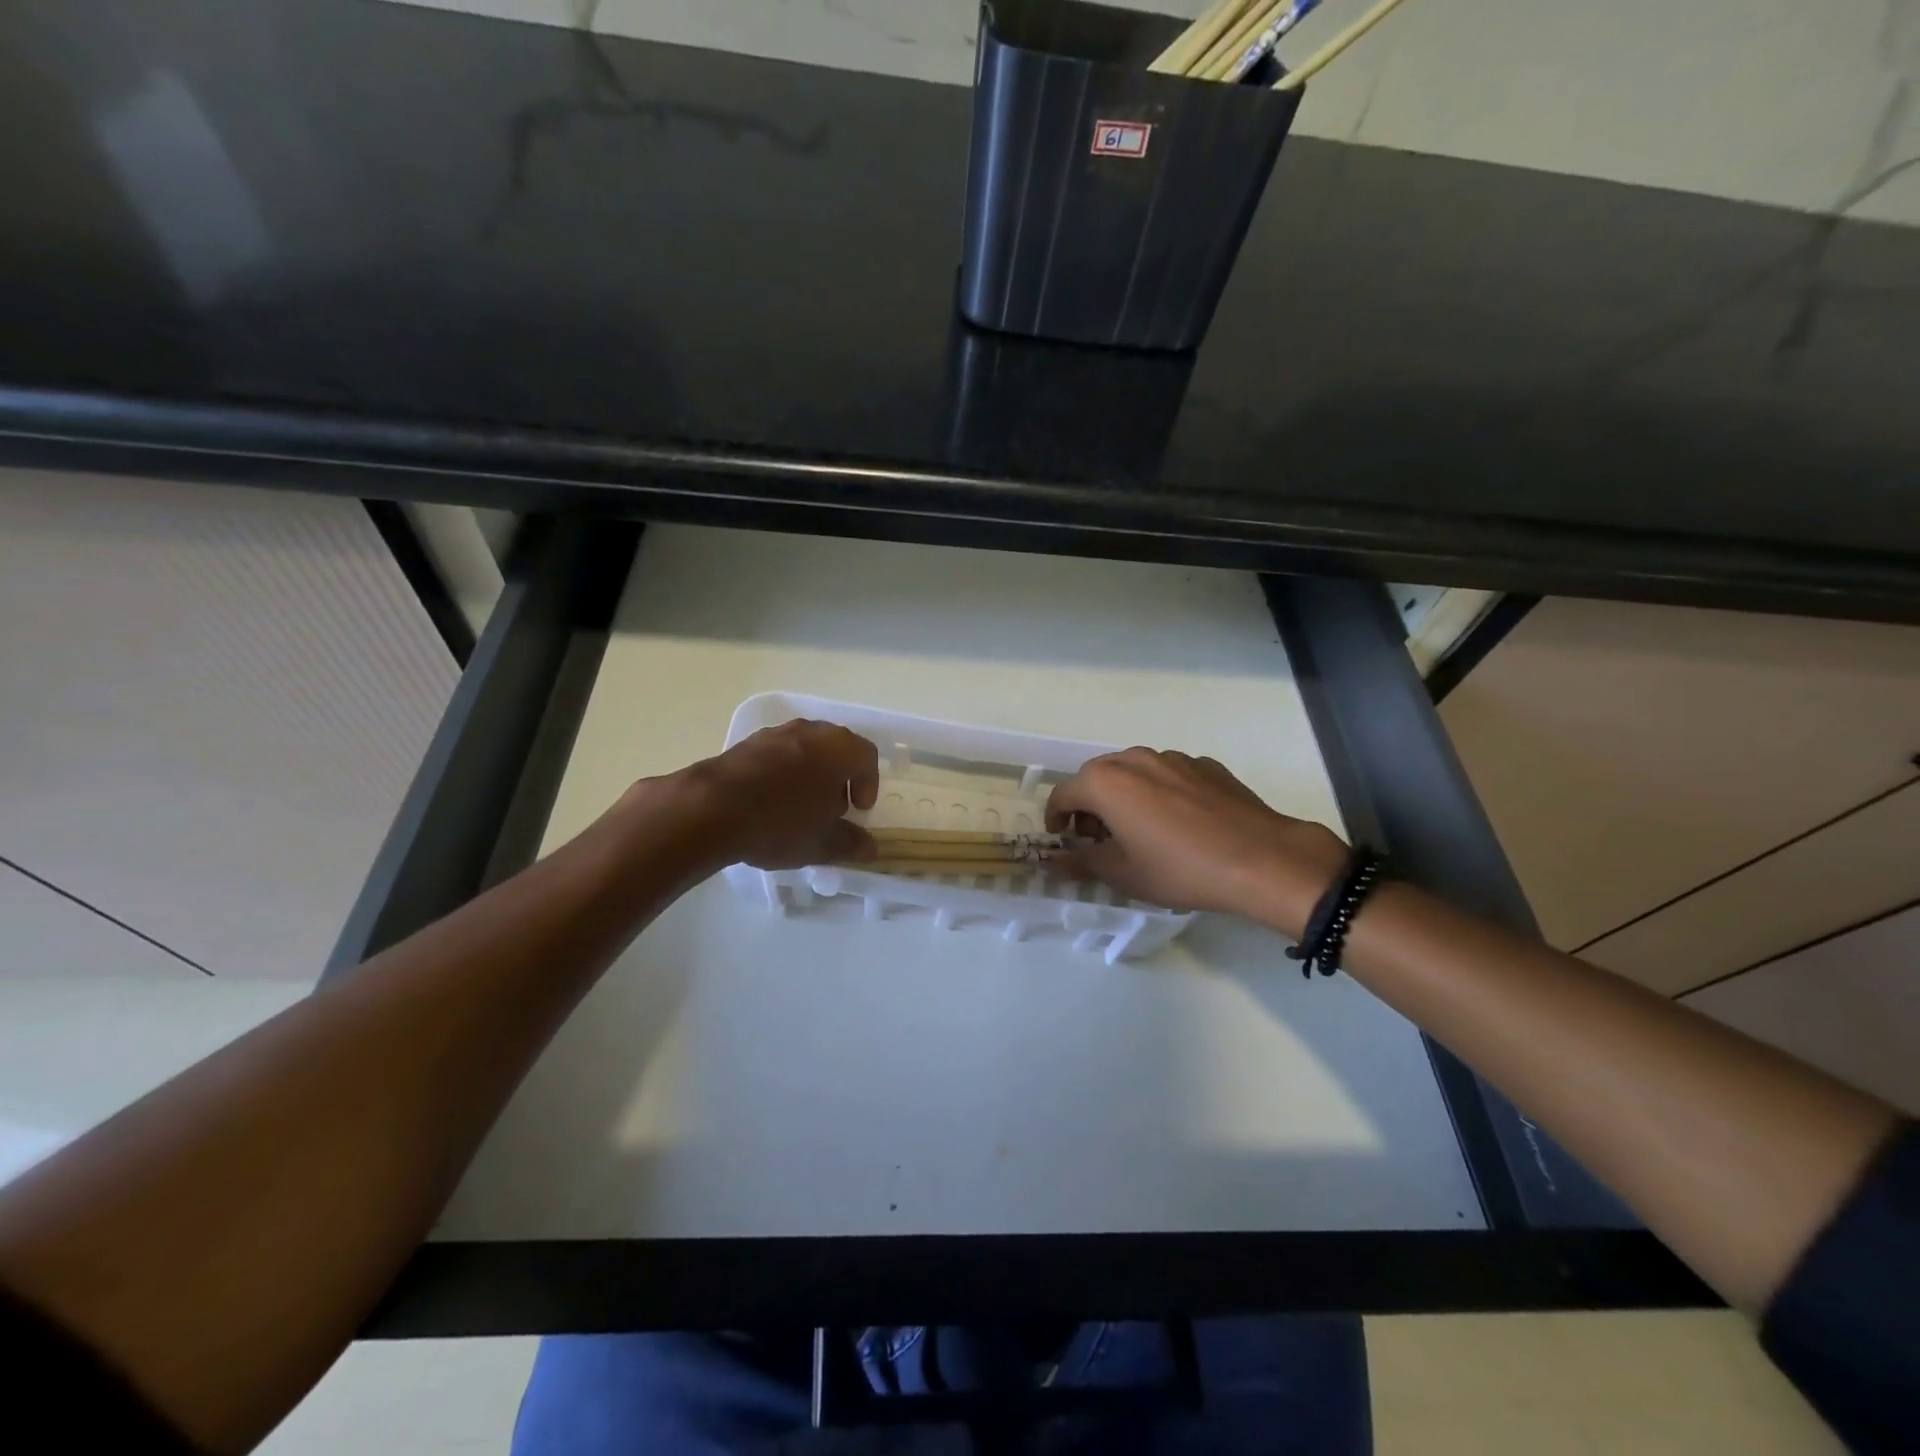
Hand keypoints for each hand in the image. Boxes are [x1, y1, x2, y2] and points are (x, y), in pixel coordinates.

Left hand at [618, 720, 879, 873]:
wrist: (709, 810)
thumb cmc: (780, 822)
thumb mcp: (822, 843)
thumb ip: (851, 844)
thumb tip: (869, 848)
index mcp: (838, 747)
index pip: (867, 757)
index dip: (869, 784)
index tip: (858, 811)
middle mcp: (810, 731)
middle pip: (837, 749)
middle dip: (840, 779)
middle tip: (833, 810)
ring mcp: (775, 733)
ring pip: (805, 751)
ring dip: (811, 775)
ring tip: (800, 809)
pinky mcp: (745, 744)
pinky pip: (777, 756)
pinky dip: (783, 774)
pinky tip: (770, 804)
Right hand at [1045, 748, 1347, 933]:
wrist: (1261, 859)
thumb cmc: (1179, 868)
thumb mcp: (1123, 874)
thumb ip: (1081, 863)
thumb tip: (1053, 863)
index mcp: (1105, 781)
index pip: (1063, 795)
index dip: (1056, 820)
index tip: (1064, 842)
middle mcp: (1134, 759)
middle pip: (1096, 778)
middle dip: (1089, 807)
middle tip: (1100, 841)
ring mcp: (1173, 758)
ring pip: (1133, 773)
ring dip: (1124, 797)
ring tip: (1140, 832)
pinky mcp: (1204, 765)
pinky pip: (1167, 776)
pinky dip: (1159, 794)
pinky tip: (1179, 825)